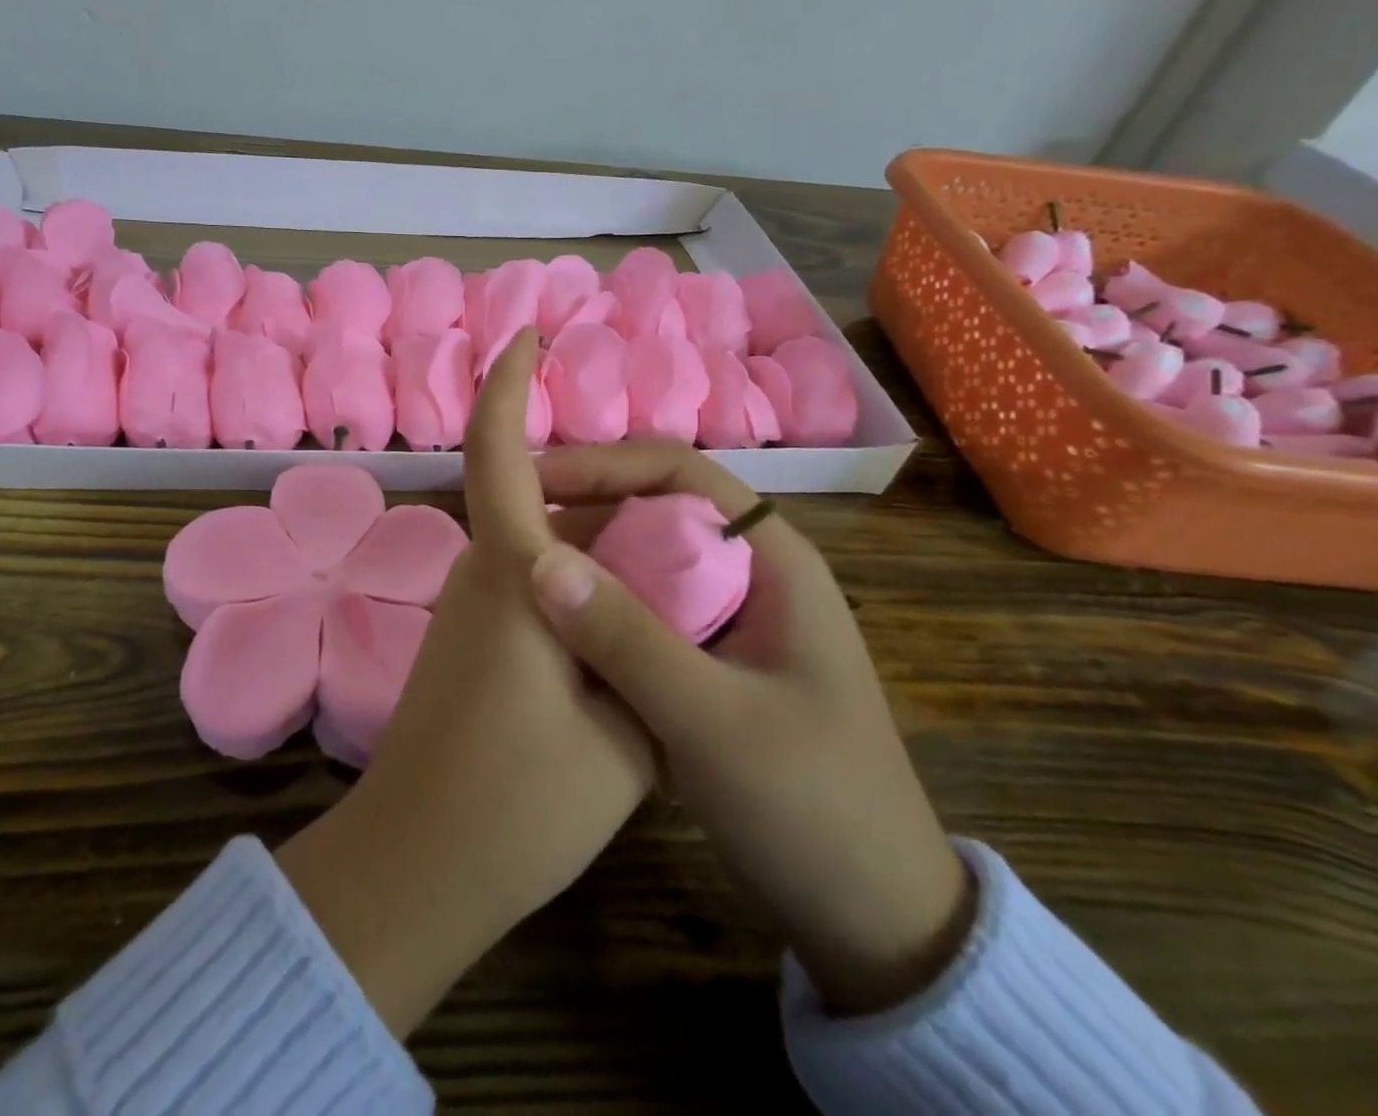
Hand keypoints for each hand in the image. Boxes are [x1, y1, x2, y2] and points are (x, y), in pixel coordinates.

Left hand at [275, 331, 651, 1036]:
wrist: (419, 866)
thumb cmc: (522, 801)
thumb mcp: (628, 731)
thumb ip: (651, 654)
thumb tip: (667, 610)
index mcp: (513, 572)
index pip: (498, 452)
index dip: (508, 386)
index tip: (526, 338)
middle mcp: (481, 574)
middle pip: (536, 498)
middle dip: (598, 488)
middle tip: (677, 516)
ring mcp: (468, 610)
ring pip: (537, 544)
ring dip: (594, 542)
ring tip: (670, 572)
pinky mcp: (466, 643)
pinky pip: (527, 584)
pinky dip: (576, 582)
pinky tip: (626, 623)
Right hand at [528, 439, 974, 1015]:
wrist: (875, 918)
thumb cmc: (811, 806)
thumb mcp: (713, 721)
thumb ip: (627, 639)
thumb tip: (538, 559)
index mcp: (771, 559)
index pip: (679, 472)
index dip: (604, 465)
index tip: (533, 483)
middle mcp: (747, 573)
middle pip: (653, 511)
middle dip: (582, 514)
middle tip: (508, 534)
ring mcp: (726, 619)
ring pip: (641, 562)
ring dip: (584, 563)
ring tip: (515, 577)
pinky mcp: (706, 660)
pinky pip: (640, 611)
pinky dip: (596, 610)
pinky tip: (551, 630)